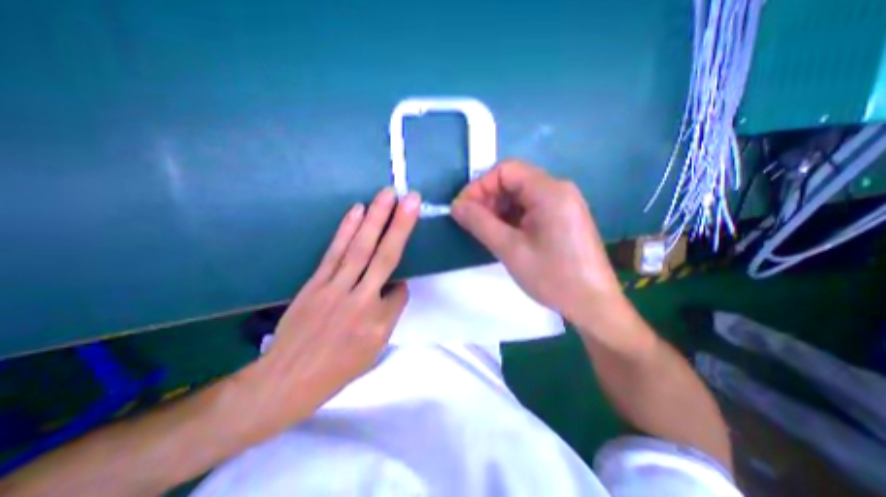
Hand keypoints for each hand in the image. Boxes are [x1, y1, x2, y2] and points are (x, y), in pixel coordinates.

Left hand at [238, 188, 419, 432]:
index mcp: (378, 323)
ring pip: (360, 248)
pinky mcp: (316, 281)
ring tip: (387, 194)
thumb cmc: (337, 369)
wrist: (285, 380)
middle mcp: (360, 300)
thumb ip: (389, 315)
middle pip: (384, 256)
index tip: (395, 291)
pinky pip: (335, 251)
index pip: (400, 292)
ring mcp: (335, 287)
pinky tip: (357, 211)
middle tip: (411, 198)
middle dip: (400, 225)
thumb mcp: (374, 350)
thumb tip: (394, 286)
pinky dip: (347, 229)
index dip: (401, 288)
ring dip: (375, 218)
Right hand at [453, 159, 617, 320]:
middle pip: (513, 181)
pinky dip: (511, 217)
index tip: (462, 209)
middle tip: (471, 223)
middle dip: (487, 198)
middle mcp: (558, 190)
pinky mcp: (562, 218)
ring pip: (520, 196)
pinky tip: (503, 235)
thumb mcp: (510, 249)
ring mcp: (562, 204)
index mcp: (549, 191)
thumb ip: (479, 223)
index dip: (479, 186)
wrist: (592, 305)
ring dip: (498, 209)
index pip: (505, 171)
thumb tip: (456, 205)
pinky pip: (530, 208)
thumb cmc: (552, 277)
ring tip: (485, 231)